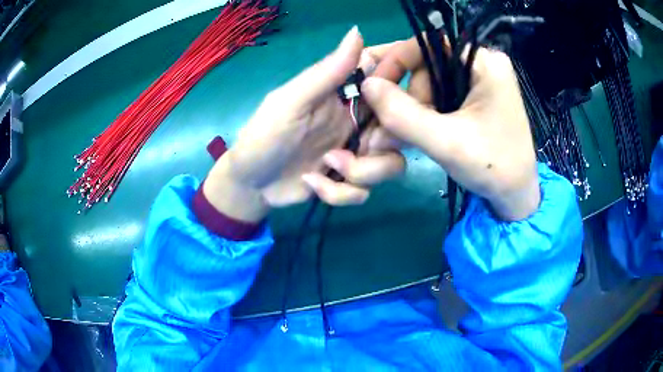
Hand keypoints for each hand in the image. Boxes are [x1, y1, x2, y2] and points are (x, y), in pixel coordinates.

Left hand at [204, 28, 405, 222]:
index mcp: (345, 94)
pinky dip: (339, 192)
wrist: (251, 184)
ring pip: (392, 164)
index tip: (400, 99)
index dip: (403, 81)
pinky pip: (366, 191)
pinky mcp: (348, 182)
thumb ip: (326, 72)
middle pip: (401, 126)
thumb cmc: (263, 135)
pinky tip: (313, 183)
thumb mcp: (291, 101)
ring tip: (328, 166)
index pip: (387, 75)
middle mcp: (358, 121)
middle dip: (384, 142)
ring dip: (362, 173)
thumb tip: (358, 31)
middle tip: (360, 145)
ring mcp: (355, 153)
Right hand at [362, 39, 539, 220]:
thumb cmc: (492, 168)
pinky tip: (410, 135)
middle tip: (384, 130)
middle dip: (404, 99)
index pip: (430, 45)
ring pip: (429, 85)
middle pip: (427, 68)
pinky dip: (422, 116)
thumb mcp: (445, 142)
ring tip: (394, 140)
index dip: (396, 62)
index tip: (373, 89)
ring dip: (409, 112)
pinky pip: (439, 98)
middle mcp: (482, 65)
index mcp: (485, 64)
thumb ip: (403, 114)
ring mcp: (479, 82)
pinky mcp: (475, 99)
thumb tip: (366, 86)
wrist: (515, 195)